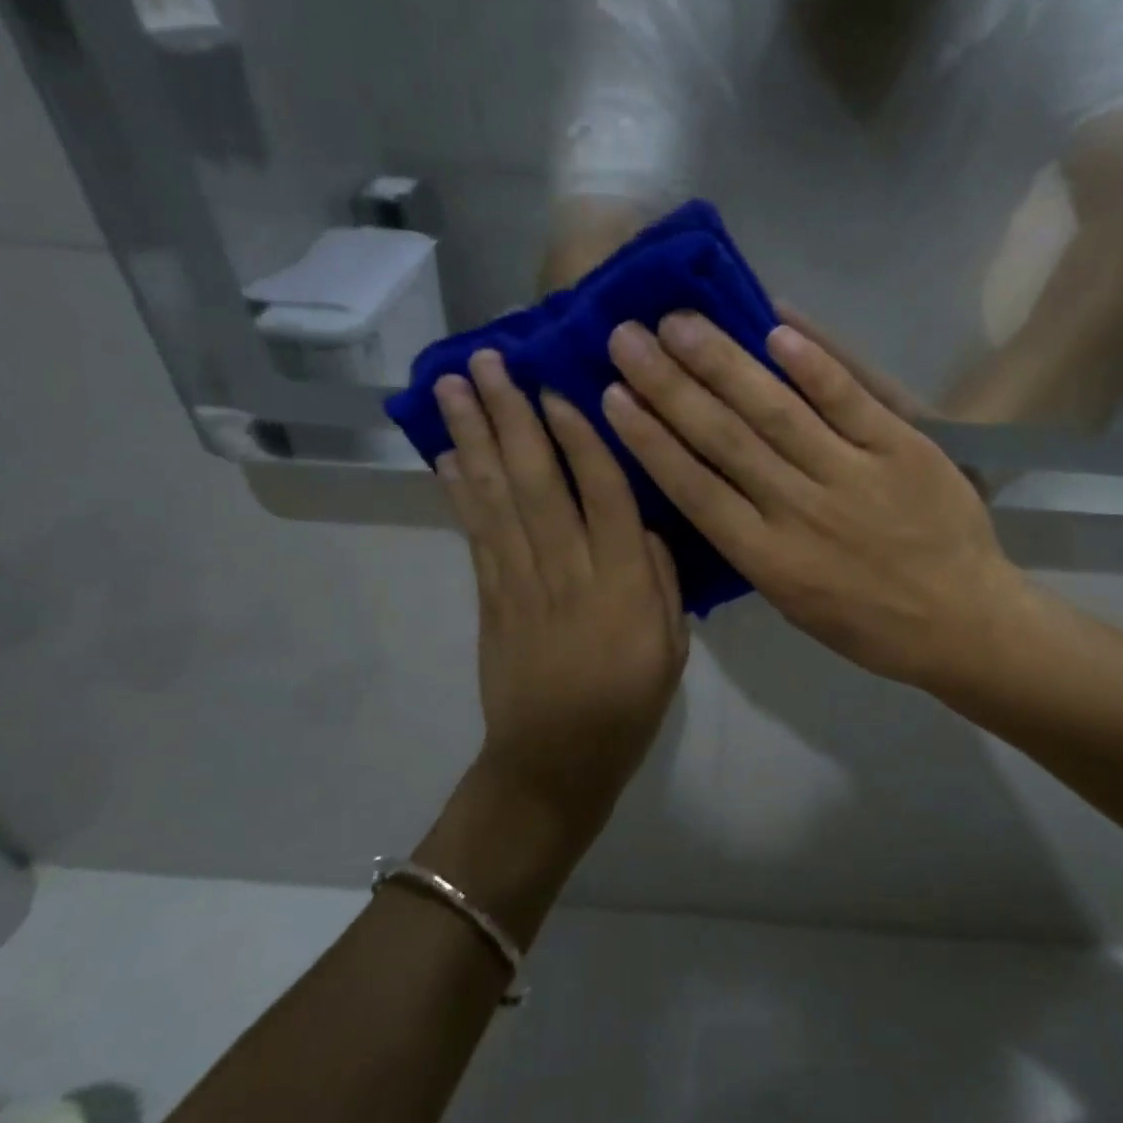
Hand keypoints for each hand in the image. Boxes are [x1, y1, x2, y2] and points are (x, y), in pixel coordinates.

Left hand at [435, 351, 687, 829]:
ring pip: (498, 497)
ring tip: (455, 386)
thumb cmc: (628, 704)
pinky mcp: (490, 598)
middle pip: (538, 480)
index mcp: (622, 583)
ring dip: (475, 437)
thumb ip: (660, 577)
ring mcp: (520, 581)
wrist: (554, 762)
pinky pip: (475, 534)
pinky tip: (448, 453)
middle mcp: (567, 570)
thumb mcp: (673, 645)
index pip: (604, 492)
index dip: (581, 435)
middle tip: (488, 359)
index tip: (559, 383)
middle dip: (511, 415)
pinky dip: (460, 490)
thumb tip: (642, 519)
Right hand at [601, 314, 1033, 690]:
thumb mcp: (795, 603)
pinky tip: (776, 327)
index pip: (694, 489)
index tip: (613, 395)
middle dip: (669, 386)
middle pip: (723, 439)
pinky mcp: (903, 450)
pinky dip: (814, 364)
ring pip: (776, 412)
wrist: (964, 624)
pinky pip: (851, 401)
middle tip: (628, 337)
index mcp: (768, 559)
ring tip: (681, 322)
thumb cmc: (871, 625)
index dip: (650, 439)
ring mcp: (852, 476)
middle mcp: (800, 512)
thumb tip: (709, 488)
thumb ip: (751, 545)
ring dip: (723, 363)